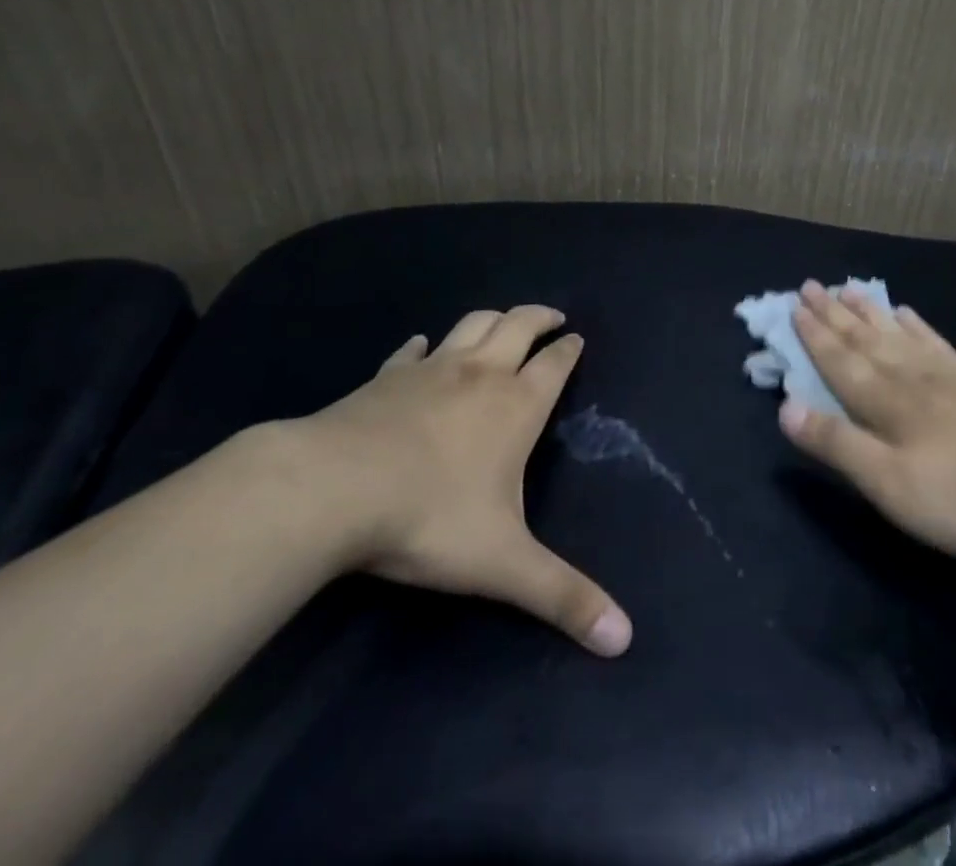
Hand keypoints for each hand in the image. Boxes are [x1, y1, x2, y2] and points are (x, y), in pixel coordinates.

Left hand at [285, 306, 631, 656]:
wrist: (331, 490)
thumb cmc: (429, 518)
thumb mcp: (503, 565)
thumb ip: (562, 597)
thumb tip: (624, 639)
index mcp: (516, 406)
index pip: (554, 365)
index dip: (569, 350)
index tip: (578, 339)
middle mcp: (480, 375)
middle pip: (517, 326)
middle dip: (539, 317)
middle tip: (552, 317)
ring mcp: (430, 371)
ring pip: (472, 325)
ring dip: (493, 317)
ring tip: (503, 321)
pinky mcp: (385, 378)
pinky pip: (412, 351)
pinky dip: (425, 344)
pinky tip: (423, 346)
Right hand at [779, 281, 955, 567]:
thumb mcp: (887, 482)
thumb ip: (836, 443)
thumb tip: (784, 406)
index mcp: (884, 402)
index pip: (840, 361)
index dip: (814, 335)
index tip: (794, 305)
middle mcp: (910, 377)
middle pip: (864, 340)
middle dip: (834, 314)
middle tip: (811, 284)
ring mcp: (947, 376)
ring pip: (896, 335)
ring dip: (869, 312)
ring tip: (850, 288)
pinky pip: (935, 343)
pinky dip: (916, 326)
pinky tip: (908, 314)